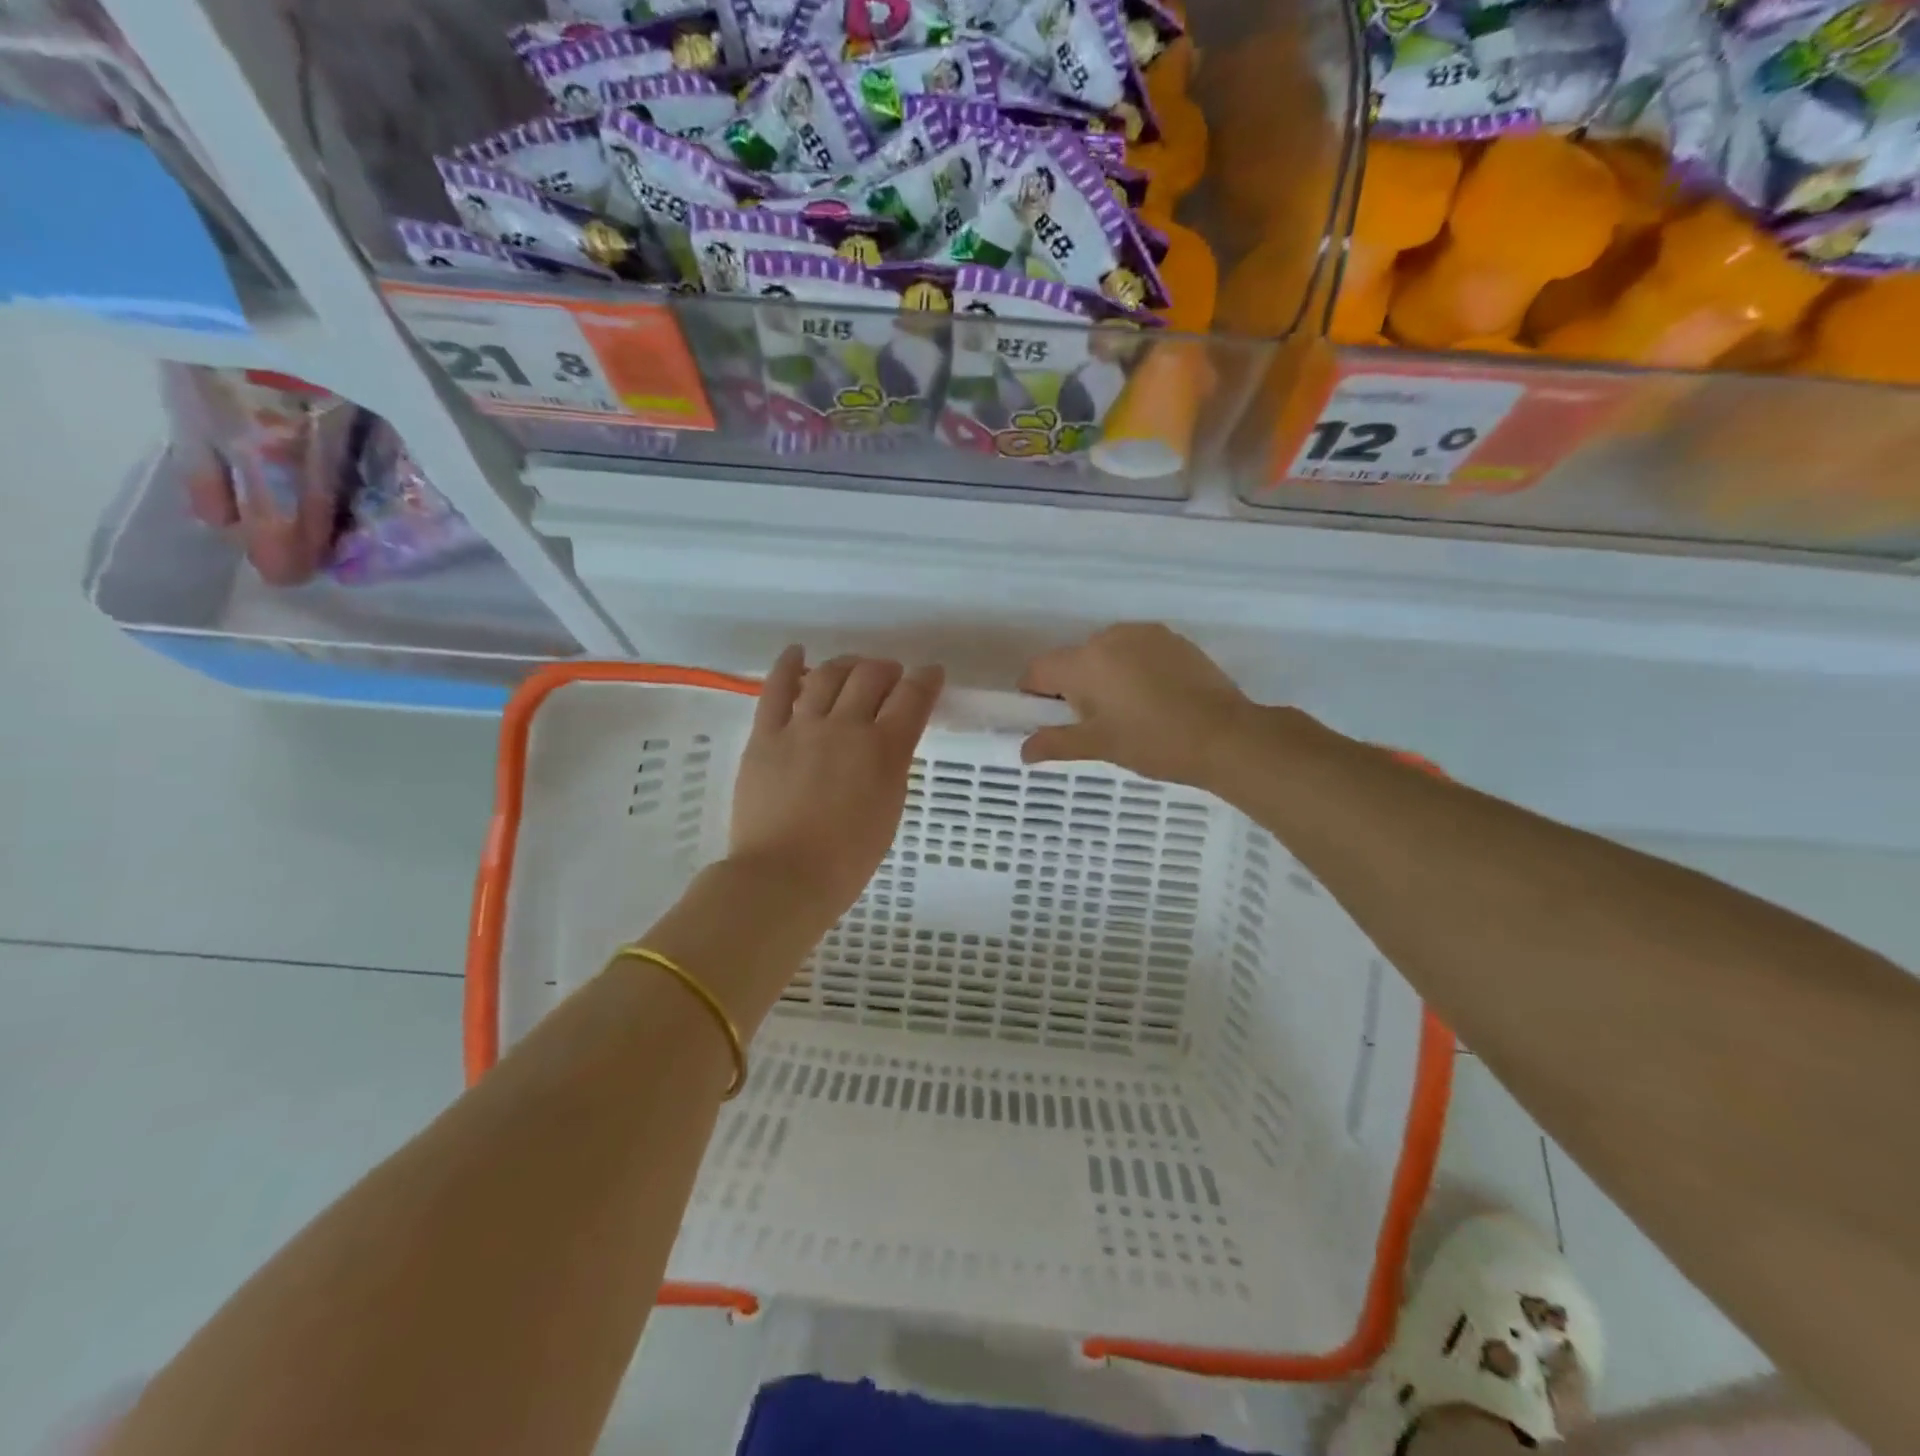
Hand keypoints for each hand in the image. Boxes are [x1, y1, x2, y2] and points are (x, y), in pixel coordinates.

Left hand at [728, 647, 942, 922]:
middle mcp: (847, 726)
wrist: (784, 876)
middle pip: (871, 676)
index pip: (913, 698)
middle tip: (889, 676)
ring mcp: (803, 727)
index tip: (930, 673)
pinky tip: (796, 653)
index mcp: (885, 750)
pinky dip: (787, 665)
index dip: (926, 679)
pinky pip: (776, 689)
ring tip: (851, 668)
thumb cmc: (847, 859)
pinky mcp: (766, 735)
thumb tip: (886, 744)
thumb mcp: (889, 809)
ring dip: (846, 664)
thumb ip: (891, 768)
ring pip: (828, 675)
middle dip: (887, 669)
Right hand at [1019, 623, 1255, 786]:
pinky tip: (1154, 698)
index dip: (1034, 695)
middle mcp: (1110, 637)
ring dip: (1104, 675)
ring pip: (1106, 653)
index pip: (1038, 670)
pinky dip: (1133, 669)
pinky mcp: (1173, 639)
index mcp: (1085, 662)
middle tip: (1094, 723)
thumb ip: (1056, 743)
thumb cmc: (1153, 742)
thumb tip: (1024, 750)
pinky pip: (1136, 650)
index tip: (1049, 719)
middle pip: (1073, 659)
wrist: (1226, 736)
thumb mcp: (1099, 746)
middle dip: (1073, 686)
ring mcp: (1145, 634)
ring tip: (1128, 711)